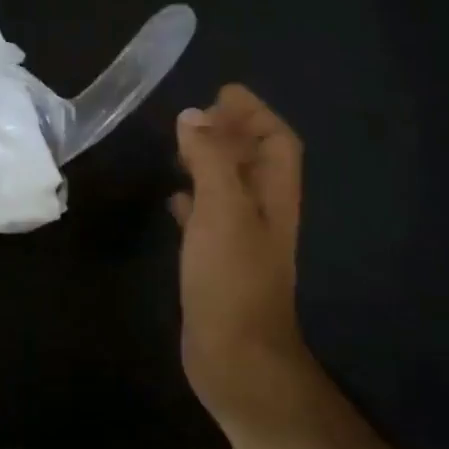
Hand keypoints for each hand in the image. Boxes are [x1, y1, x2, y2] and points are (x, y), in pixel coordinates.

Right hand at [171, 85, 314, 437]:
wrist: (235, 356)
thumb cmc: (231, 278)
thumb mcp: (222, 210)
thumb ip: (211, 159)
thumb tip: (194, 116)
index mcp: (273, 196)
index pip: (276, 141)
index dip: (254, 113)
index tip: (222, 92)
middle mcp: (262, 214)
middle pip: (255, 161)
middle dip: (232, 133)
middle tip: (196, 116)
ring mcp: (240, 240)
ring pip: (229, 187)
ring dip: (210, 163)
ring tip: (179, 148)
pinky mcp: (217, 263)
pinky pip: (206, 218)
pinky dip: (192, 199)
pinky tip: (171, 199)